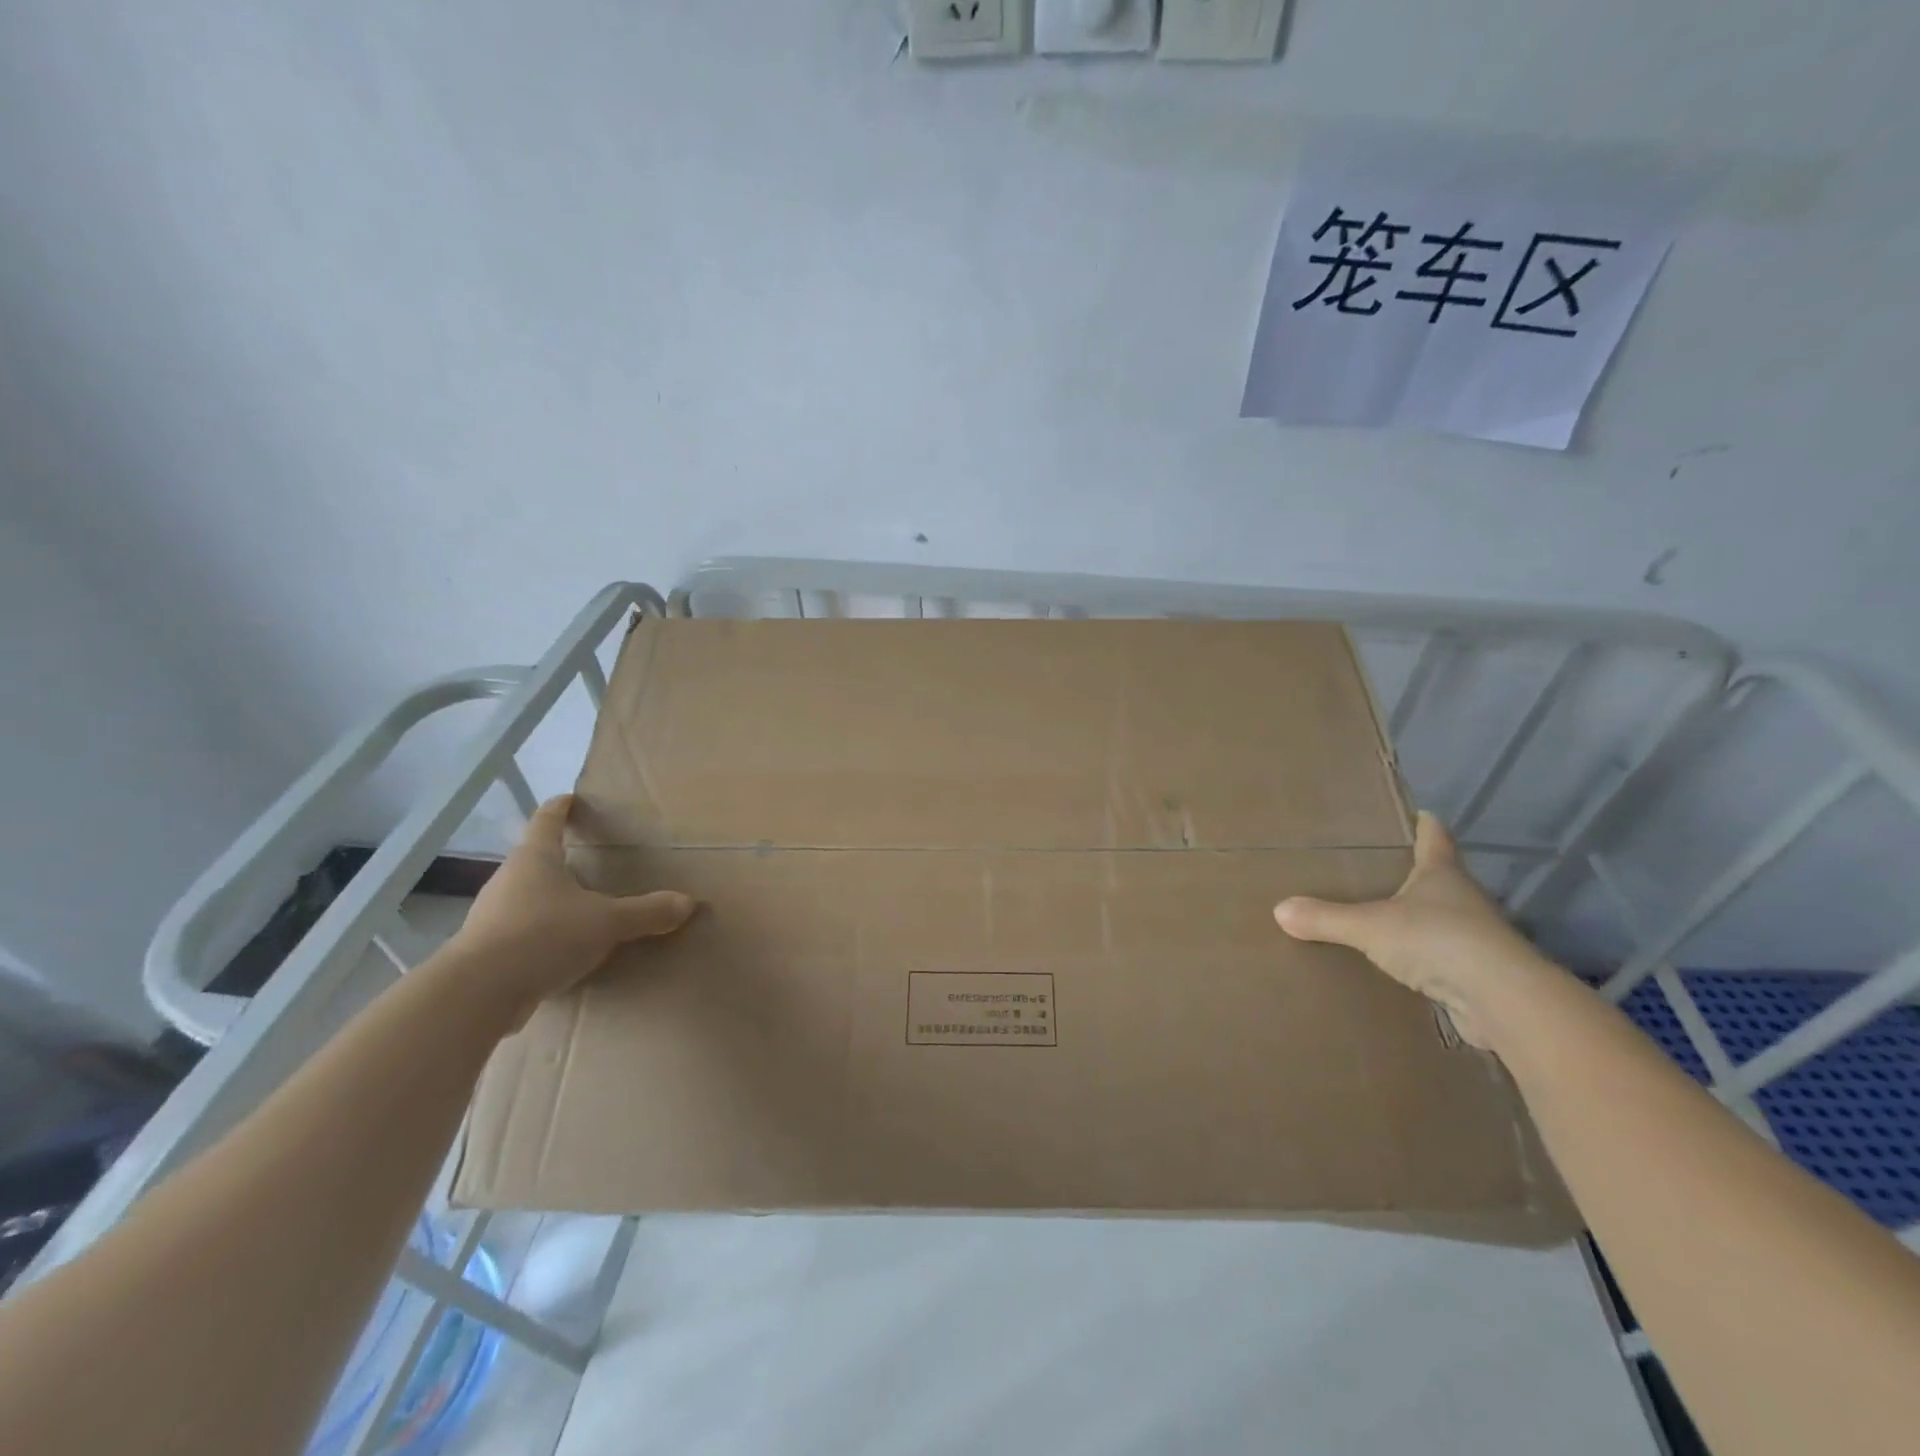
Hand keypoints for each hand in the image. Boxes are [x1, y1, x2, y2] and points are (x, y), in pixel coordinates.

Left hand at [451, 794, 694, 1011]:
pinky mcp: (487, 951)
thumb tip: (688, 902)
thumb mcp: (607, 922)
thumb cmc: (543, 935)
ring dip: (552, 901)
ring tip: (582, 910)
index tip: (571, 799)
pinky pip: (522, 933)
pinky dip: (542, 935)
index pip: (547, 820)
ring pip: (527, 898)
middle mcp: (509, 880)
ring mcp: (492, 916)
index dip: (561, 808)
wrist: (477, 994)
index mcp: (535, 859)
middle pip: (535, 860)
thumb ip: (647, 912)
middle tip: (590, 861)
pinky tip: (563, 952)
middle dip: (560, 860)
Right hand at [1274, 812, 1557, 1049]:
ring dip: (1421, 919)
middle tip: (1382, 868)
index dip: (1426, 825)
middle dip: (1416, 874)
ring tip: (1384, 918)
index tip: (1421, 813)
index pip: (1435, 839)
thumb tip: (1279, 909)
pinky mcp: (1479, 976)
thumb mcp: (1370, 926)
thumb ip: (1326, 918)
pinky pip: (1442, 959)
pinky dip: (1424, 959)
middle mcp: (1464, 900)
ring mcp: (1476, 939)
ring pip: (1443, 920)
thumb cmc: (1437, 940)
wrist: (1501, 1000)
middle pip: (1440, 878)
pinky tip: (1401, 966)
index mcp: (1442, 874)